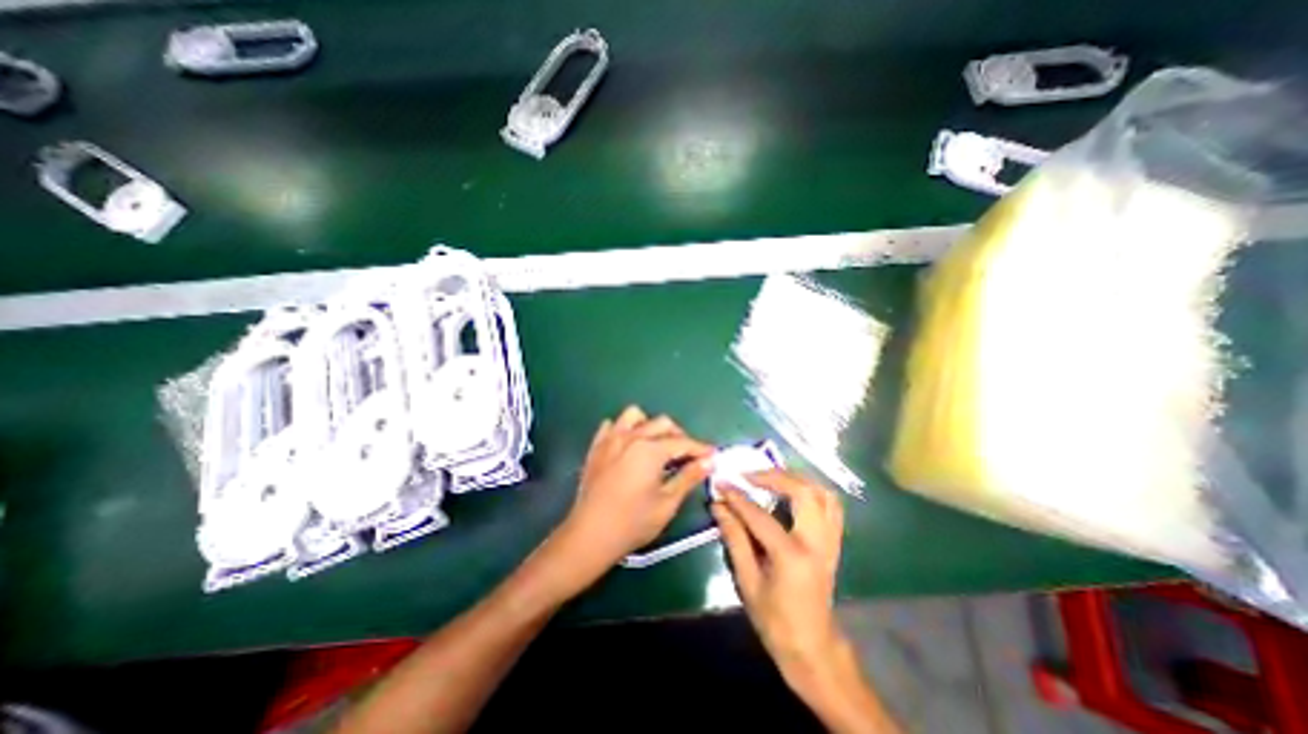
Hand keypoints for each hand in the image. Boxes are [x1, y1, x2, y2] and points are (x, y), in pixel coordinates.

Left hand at [552, 407, 712, 579]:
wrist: (590, 535)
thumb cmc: (633, 523)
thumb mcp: (667, 503)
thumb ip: (689, 477)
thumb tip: (709, 461)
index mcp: (650, 449)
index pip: (682, 442)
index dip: (700, 448)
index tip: (712, 455)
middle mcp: (631, 436)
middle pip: (662, 423)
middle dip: (679, 436)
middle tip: (687, 456)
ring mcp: (610, 439)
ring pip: (635, 415)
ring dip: (650, 425)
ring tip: (657, 445)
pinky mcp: (596, 447)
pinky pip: (612, 426)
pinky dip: (624, 430)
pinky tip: (629, 446)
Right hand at [711, 471, 843, 675]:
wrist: (813, 648)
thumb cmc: (775, 620)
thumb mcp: (747, 582)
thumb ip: (734, 539)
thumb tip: (718, 506)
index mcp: (792, 556)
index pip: (760, 515)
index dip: (737, 497)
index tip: (721, 483)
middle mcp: (816, 542)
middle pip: (803, 492)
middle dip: (773, 476)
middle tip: (749, 475)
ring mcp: (830, 540)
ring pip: (822, 493)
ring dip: (796, 478)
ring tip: (771, 477)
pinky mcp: (834, 542)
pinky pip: (831, 505)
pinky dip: (812, 490)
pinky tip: (794, 491)